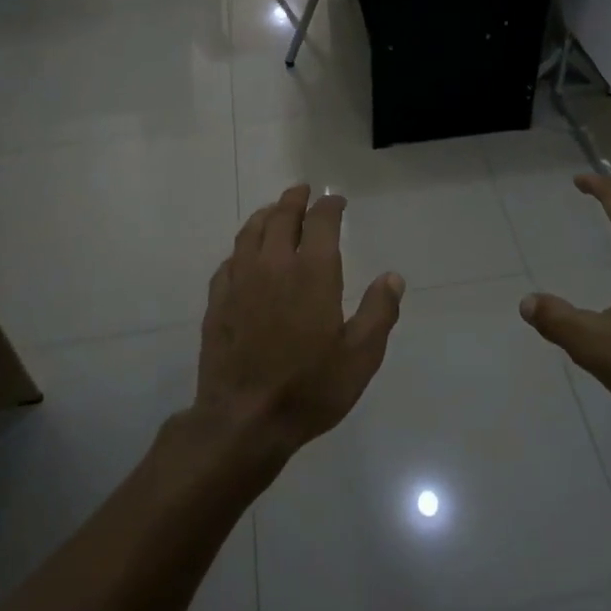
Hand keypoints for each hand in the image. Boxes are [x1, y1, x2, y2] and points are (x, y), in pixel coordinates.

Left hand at [196, 185, 404, 459]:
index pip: (321, 222)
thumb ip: (379, 312)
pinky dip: (242, 248)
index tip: (336, 201)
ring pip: (250, 233)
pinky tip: (244, 256)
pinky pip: (229, 261)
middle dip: (294, 200)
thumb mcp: (361, 356)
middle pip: (281, 217)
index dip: (330, 206)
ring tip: (273, 211)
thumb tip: (392, 277)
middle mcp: (274, 265)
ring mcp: (240, 281)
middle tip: (302, 191)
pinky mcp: (218, 301)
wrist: (244, 419)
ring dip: (265, 216)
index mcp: (312, 272)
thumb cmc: (310, 388)